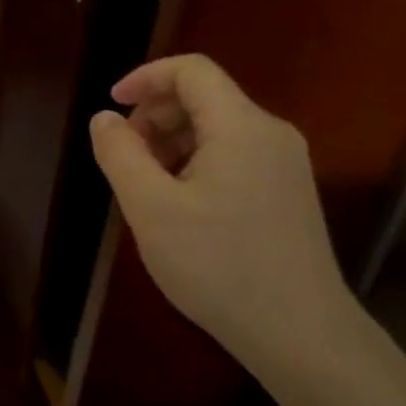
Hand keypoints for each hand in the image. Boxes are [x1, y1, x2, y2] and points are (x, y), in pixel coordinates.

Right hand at [89, 54, 355, 382]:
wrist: (301, 335)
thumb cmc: (219, 266)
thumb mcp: (151, 208)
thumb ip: (120, 154)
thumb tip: (104, 119)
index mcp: (241, 126)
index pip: (191, 70)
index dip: (145, 77)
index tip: (112, 106)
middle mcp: (270, 133)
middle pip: (205, 97)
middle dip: (156, 113)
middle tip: (123, 153)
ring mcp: (286, 165)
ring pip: (219, 128)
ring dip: (173, 140)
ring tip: (144, 183)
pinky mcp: (288, 194)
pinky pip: (235, 156)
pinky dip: (197, 161)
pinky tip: (179, 204)